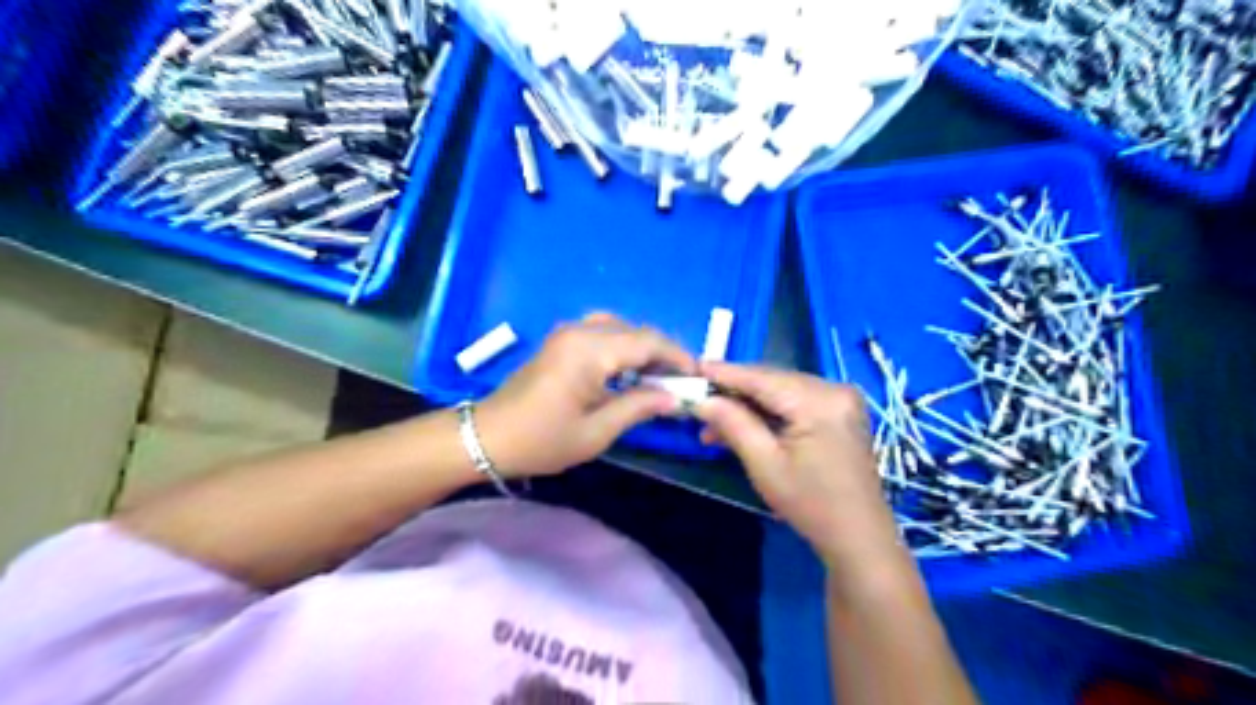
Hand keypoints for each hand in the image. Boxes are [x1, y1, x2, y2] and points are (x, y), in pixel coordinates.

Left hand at [480, 313, 697, 478]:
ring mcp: (568, 333)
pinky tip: (628, 372)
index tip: (696, 378)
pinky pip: (603, 333)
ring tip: (658, 379)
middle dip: (663, 354)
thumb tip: (673, 397)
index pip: (648, 342)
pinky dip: (623, 347)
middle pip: (637, 332)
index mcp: (591, 351)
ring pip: (621, 329)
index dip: (678, 357)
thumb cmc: (541, 440)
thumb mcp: (596, 432)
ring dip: (643, 349)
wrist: (487, 437)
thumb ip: (638, 407)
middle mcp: (581, 332)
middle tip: (680, 384)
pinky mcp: (561, 341)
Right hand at [696, 364, 903, 567]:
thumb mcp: (764, 465)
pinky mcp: (839, 410)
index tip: (693, 367)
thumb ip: (733, 424)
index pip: (762, 378)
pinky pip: (795, 400)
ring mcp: (840, 398)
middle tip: (698, 402)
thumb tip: (702, 400)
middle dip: (734, 391)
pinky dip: (768, 411)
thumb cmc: (811, 505)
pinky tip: (742, 425)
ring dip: (748, 404)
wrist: (859, 536)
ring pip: (781, 390)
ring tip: (713, 425)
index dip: (725, 372)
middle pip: (772, 380)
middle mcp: (834, 389)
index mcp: (820, 401)